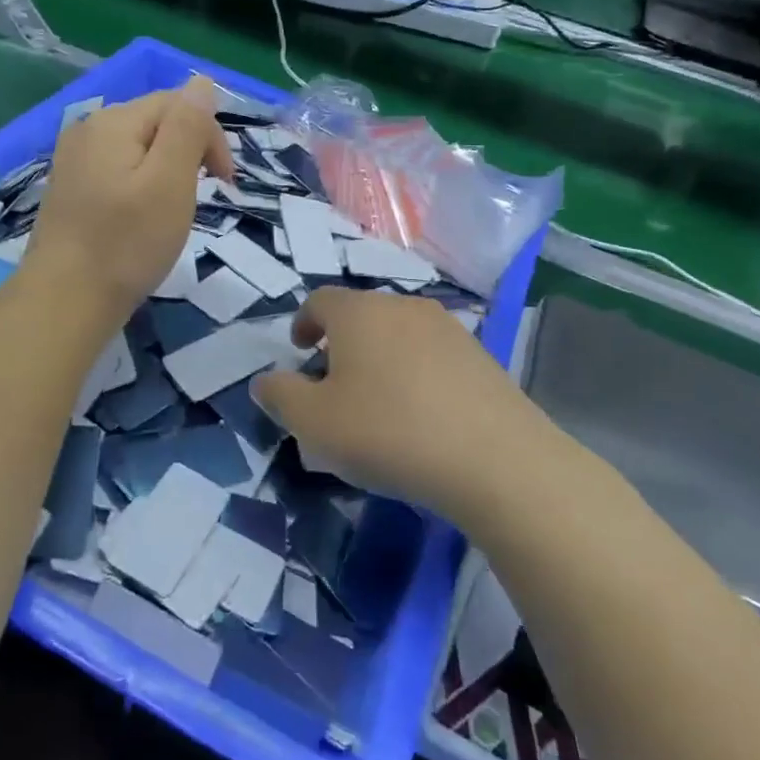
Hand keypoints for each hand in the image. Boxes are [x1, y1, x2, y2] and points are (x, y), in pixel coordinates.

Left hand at [25, 76, 234, 324]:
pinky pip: (117, 169)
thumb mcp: (170, 181)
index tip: (225, 183)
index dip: (209, 136)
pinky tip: (141, 217)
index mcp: (114, 121)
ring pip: (137, 147)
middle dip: (188, 151)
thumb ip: (187, 126)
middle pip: (155, 122)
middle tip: (200, 200)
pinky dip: (140, 184)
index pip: (177, 103)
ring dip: (166, 170)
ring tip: (173, 211)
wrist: (65, 301)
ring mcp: (74, 159)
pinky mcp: (70, 188)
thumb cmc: (127, 243)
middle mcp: (88, 129)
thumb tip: (202, 81)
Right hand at [252, 287, 552, 524]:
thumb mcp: (314, 423)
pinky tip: (420, 414)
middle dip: (340, 344)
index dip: (303, 323)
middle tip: (332, 385)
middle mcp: (403, 307)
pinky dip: (415, 373)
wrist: (494, 459)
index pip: (320, 300)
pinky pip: (431, 355)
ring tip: (377, 403)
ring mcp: (447, 328)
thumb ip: (280, 397)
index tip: (299, 351)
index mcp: (358, 313)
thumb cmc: (388, 433)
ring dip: (379, 358)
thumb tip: (265, 381)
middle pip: (361, 315)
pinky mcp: (480, 354)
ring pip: (398, 334)